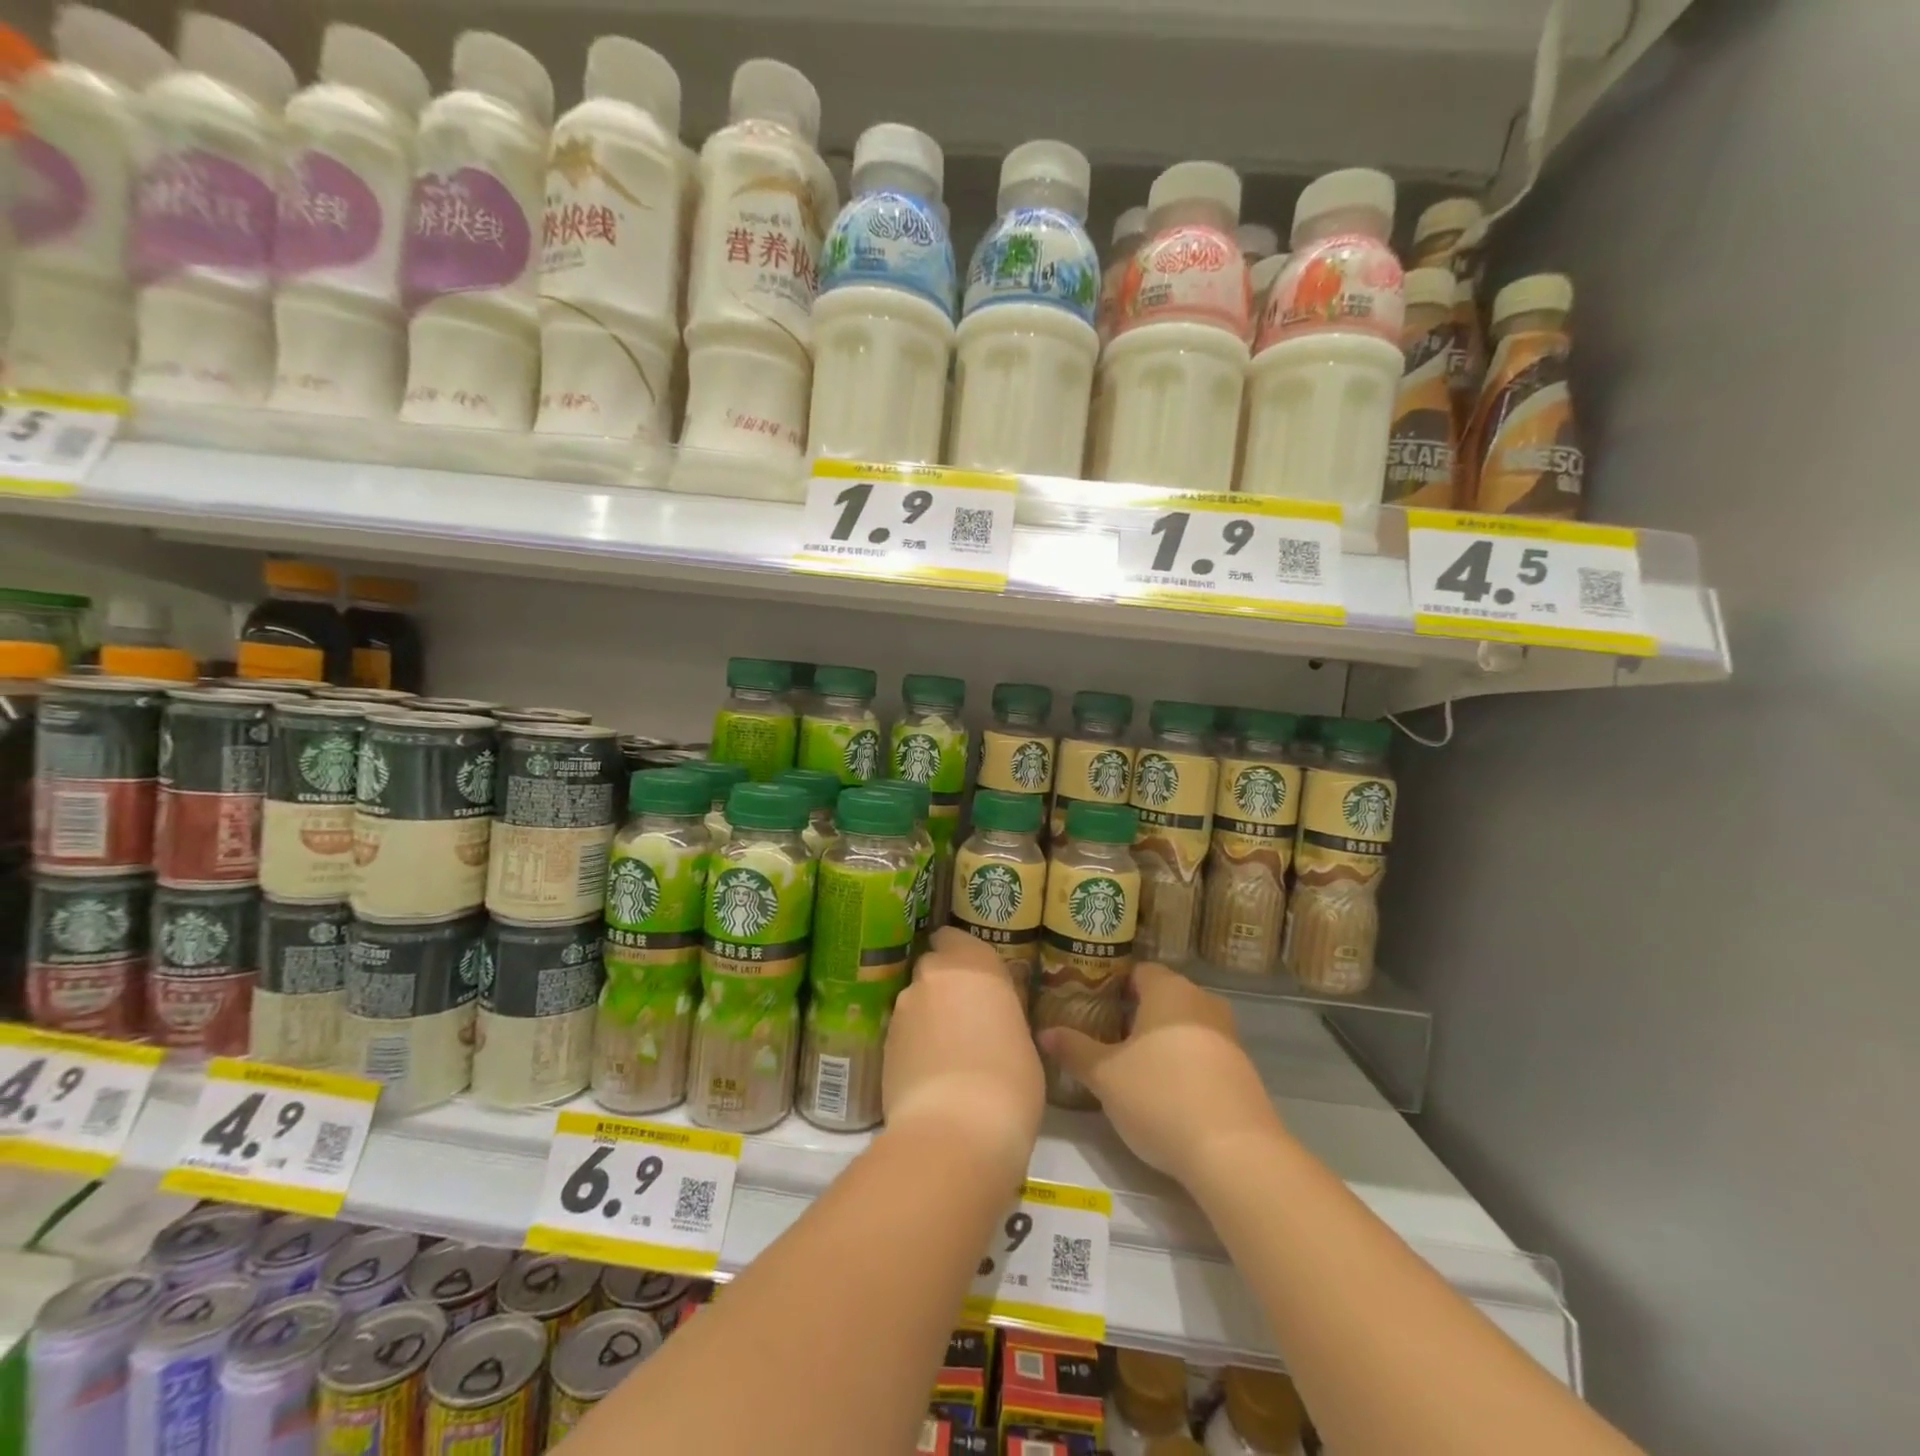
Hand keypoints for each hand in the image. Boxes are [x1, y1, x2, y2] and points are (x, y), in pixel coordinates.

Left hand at [883, 928, 1044, 1181]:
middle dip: (943, 986)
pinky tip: (930, 1075)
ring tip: (947, 1055)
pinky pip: (902, 1033)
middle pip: (932, 968)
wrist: (956, 1130)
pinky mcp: (883, 1043)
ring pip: (915, 1001)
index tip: (974, 978)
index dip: (960, 955)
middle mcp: (933, 974)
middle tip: (964, 1018)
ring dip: (927, 1017)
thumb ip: (1001, 1013)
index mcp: (973, 963)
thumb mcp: (1023, 1039)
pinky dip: (913, 1045)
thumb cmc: (1010, 1080)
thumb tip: (991, 1017)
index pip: (953, 937)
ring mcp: (903, 1008)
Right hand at [1039, 962, 1286, 1188]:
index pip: (1138, 971)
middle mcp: (1202, 1002)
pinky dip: (1184, 1063)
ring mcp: (1228, 1036)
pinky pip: (1204, 1053)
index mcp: (1169, 990)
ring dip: (1162, 1041)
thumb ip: (1074, 1050)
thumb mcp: (1105, 1076)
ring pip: (1185, 1026)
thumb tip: (1044, 1033)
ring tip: (1132, 1066)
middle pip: (1163, 997)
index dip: (1113, 985)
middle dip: (1136, 1014)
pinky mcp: (1243, 1070)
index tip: (1091, 1006)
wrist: (1235, 1153)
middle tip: (1105, 1037)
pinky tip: (1167, 1092)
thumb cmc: (1161, 1096)